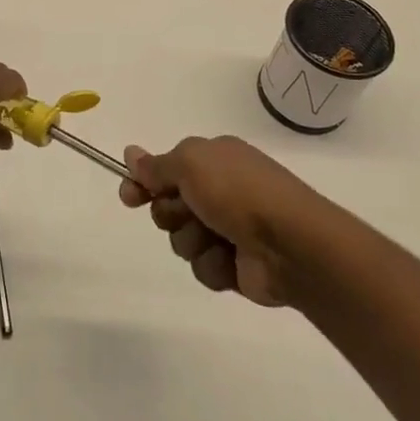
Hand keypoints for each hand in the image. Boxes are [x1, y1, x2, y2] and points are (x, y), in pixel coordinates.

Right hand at [119, 136, 321, 306]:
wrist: (290, 245)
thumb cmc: (238, 192)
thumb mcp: (191, 163)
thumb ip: (157, 164)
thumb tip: (130, 153)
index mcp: (215, 158)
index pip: (166, 168)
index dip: (144, 182)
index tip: (129, 196)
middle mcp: (221, 190)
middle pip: (169, 206)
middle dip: (171, 214)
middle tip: (188, 213)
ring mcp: (229, 228)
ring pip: (182, 239)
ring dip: (193, 241)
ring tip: (217, 240)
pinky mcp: (235, 264)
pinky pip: (203, 267)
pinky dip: (213, 265)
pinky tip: (231, 261)